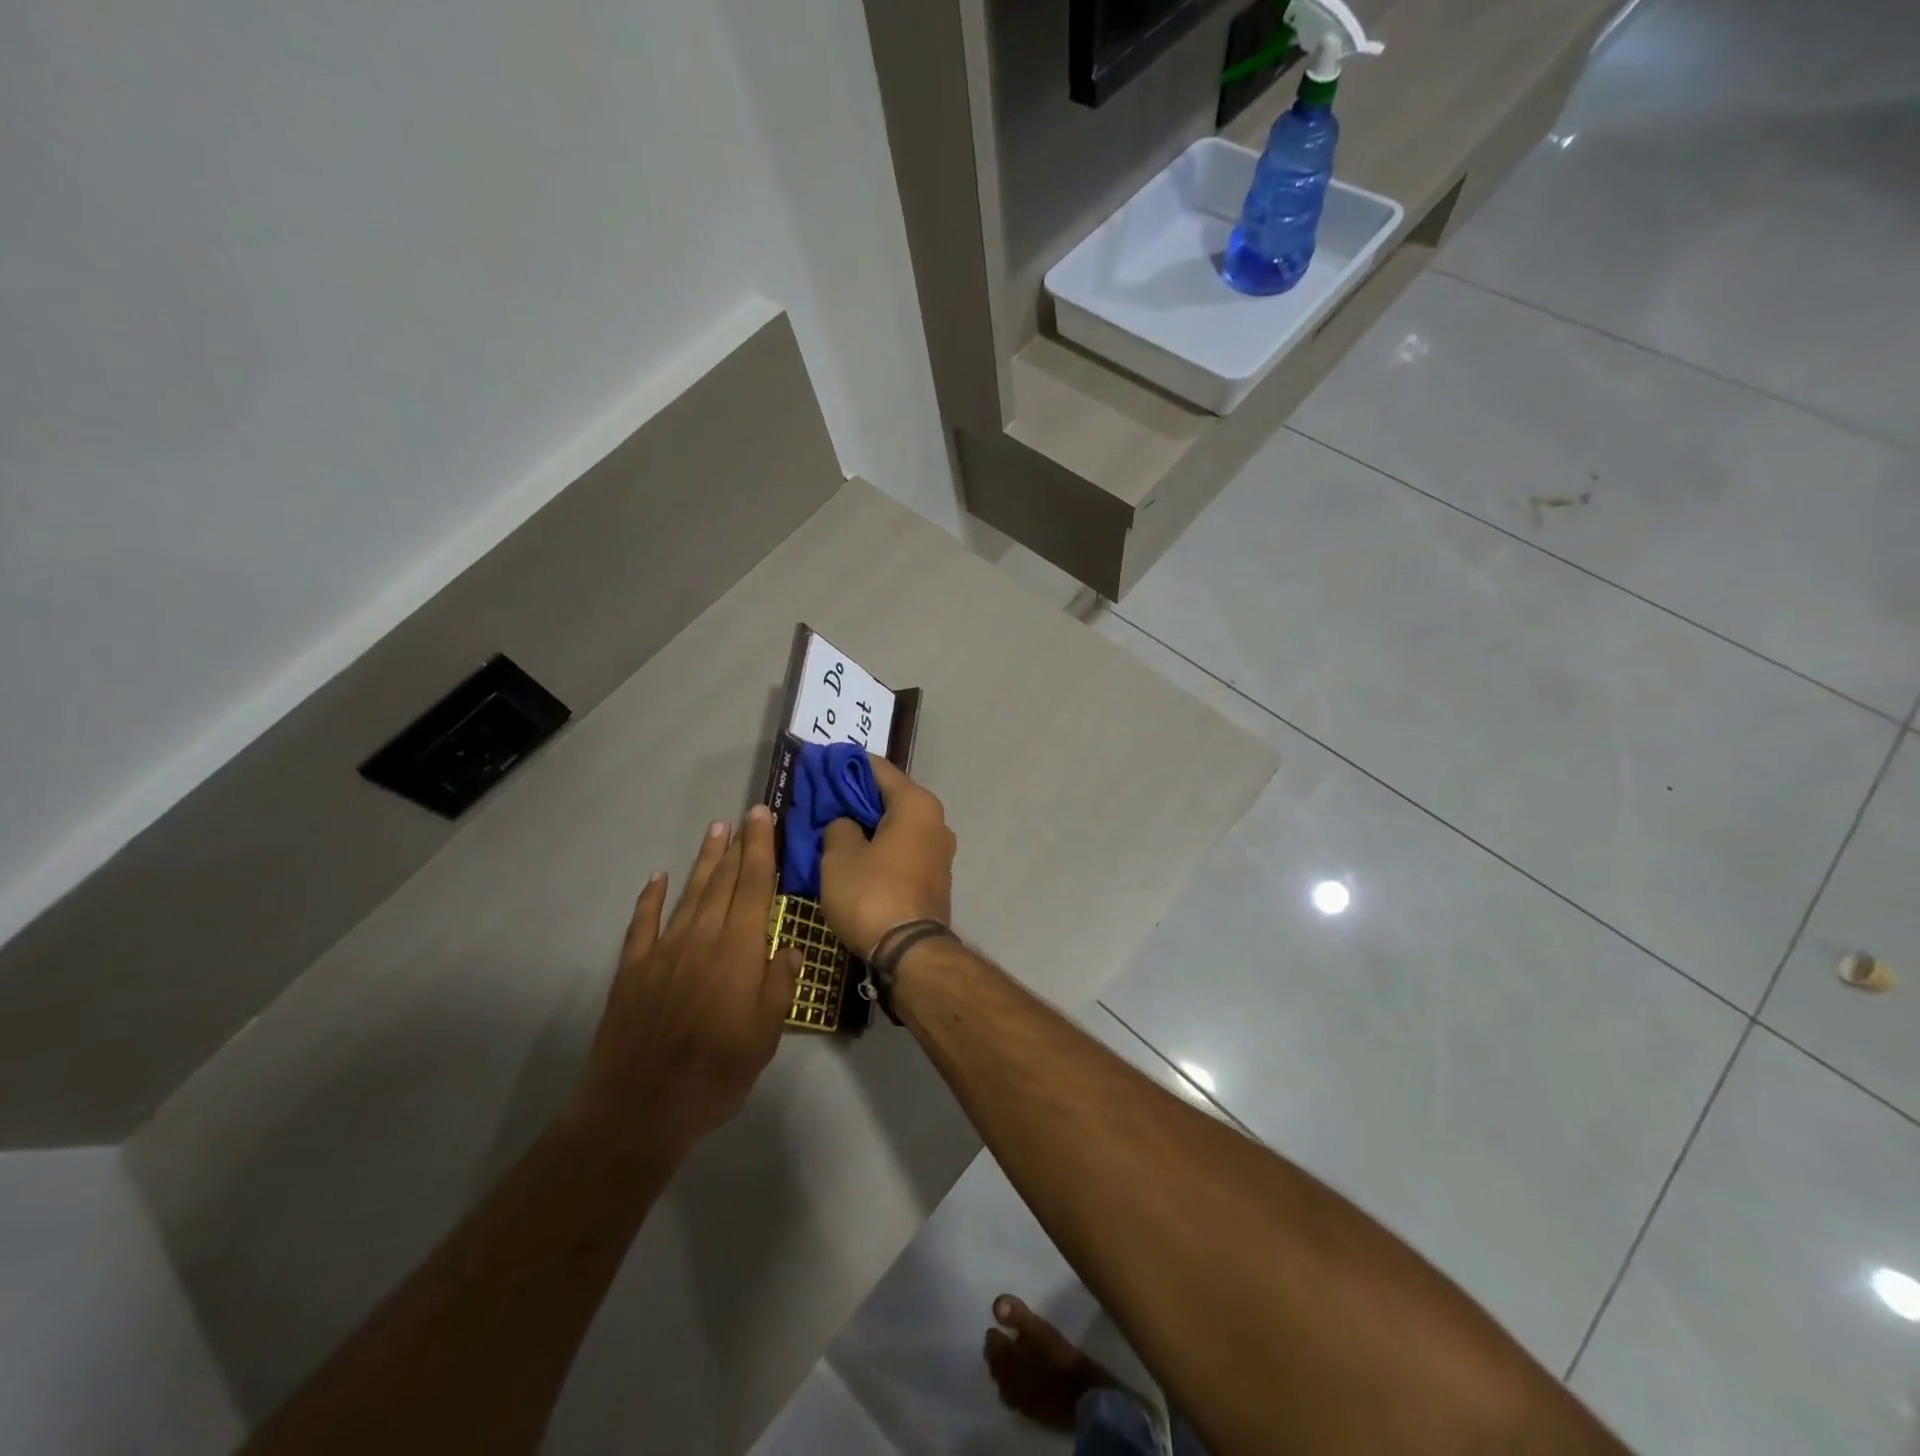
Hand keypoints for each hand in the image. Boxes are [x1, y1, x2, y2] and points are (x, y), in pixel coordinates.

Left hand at [568, 807, 800, 1160]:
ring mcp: (664, 951)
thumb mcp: (764, 1037)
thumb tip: (792, 948)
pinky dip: (651, 898)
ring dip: (704, 861)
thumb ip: (779, 986)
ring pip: (689, 894)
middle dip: (738, 846)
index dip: (761, 849)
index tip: (763, 818)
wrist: (639, 1107)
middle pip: (723, 882)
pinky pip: (643, 923)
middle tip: (745, 816)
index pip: (755, 887)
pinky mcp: (633, 969)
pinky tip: (658, 878)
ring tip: (715, 831)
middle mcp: (702, 939)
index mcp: (739, 952)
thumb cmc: (715, 1074)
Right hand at [820, 756, 955, 958]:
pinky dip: (879, 845)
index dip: (845, 764)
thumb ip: (838, 827)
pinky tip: (853, 853)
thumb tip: (844, 824)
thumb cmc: (873, 894)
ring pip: (895, 825)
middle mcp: (935, 820)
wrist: (911, 952)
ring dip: (867, 824)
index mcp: (916, 804)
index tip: (819, 763)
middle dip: (854, 796)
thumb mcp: (840, 856)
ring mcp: (939, 851)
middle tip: (820, 797)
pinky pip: (902, 848)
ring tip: (832, 826)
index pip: (877, 768)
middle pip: (889, 796)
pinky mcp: (934, 877)